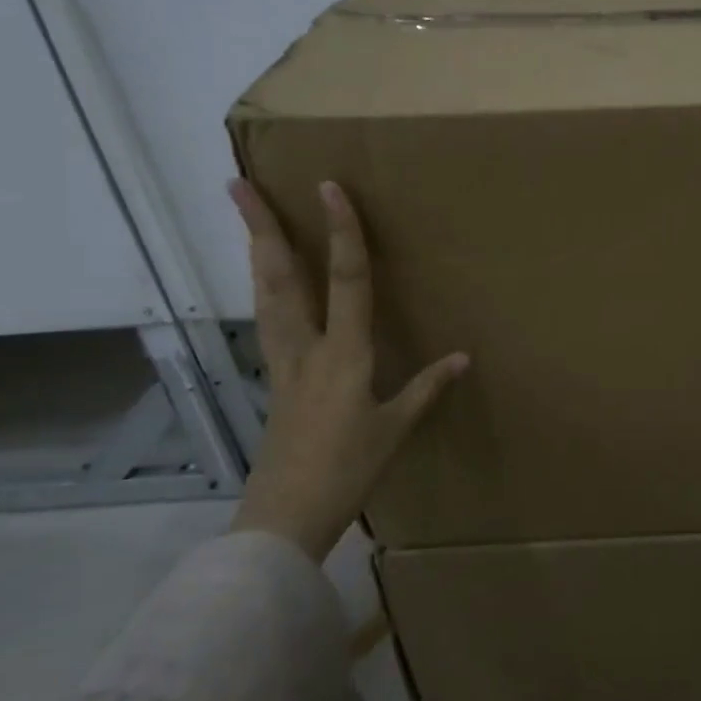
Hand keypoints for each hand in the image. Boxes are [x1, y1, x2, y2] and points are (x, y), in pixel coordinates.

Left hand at [226, 178, 467, 560]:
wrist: (286, 515)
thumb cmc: (347, 471)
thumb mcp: (395, 429)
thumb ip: (427, 388)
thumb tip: (462, 357)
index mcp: (344, 354)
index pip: (346, 280)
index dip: (342, 232)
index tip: (329, 188)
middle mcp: (306, 348)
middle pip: (281, 278)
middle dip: (261, 228)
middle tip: (238, 185)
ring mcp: (283, 363)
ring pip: (266, 297)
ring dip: (256, 254)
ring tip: (247, 220)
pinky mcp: (275, 381)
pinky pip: (268, 323)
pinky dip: (264, 292)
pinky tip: (264, 288)